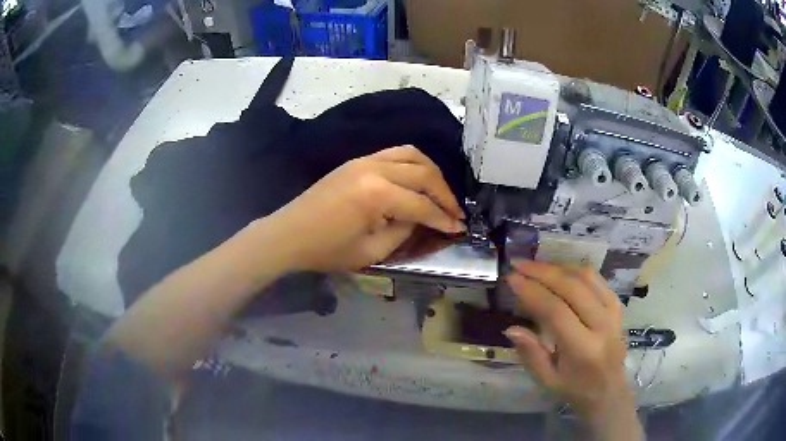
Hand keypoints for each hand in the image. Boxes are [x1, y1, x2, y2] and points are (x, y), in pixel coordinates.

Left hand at [264, 145, 465, 271]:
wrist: (289, 234)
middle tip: (456, 212)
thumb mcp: (370, 251)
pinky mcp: (357, 160)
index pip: (422, 205)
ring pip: (412, 154)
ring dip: (432, 173)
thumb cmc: (326, 250)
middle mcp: (374, 169)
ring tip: (441, 193)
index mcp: (377, 195)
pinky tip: (418, 180)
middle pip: (424, 174)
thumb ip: (403, 232)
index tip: (459, 228)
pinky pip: (395, 153)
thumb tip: (420, 218)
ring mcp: (364, 160)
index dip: (443, 219)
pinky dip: (414, 163)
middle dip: (445, 194)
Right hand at [504, 261, 636, 431]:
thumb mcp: (547, 380)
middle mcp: (602, 325)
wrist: (609, 389)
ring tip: (535, 265)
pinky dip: (575, 270)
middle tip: (519, 264)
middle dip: (542, 271)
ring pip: (586, 277)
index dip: (532, 292)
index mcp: (583, 349)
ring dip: (559, 266)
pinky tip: (560, 271)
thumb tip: (511, 328)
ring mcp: (613, 312)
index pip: (557, 311)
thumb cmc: (575, 388)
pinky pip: (596, 279)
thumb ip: (531, 354)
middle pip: (573, 287)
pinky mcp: (617, 305)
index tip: (511, 279)